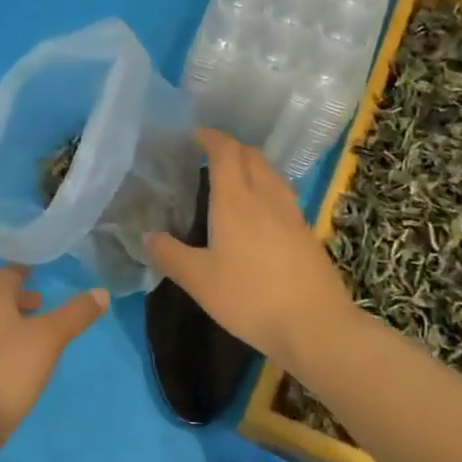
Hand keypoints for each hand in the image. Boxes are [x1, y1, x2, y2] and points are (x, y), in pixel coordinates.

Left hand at [0, 266, 108, 437]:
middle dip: (17, 300)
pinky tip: (11, 367)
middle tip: (40, 307)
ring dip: (7, 324)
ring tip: (30, 339)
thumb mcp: (49, 339)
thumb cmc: (8, 369)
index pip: (6, 275)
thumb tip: (102, 292)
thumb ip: (74, 315)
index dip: (21, 272)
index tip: (35, 273)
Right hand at [146, 128, 353, 368]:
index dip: (211, 138)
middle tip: (209, 157)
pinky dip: (266, 188)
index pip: (226, 152)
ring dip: (251, 166)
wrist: (314, 325)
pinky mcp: (306, 233)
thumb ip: (169, 255)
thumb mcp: (198, 281)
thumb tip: (147, 236)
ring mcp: (291, 214)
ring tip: (234, 180)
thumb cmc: (249, 298)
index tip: (195, 136)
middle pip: (252, 156)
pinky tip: (259, 213)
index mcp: (236, 201)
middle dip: (231, 148)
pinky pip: (282, 194)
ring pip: (271, 173)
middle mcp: (266, 197)